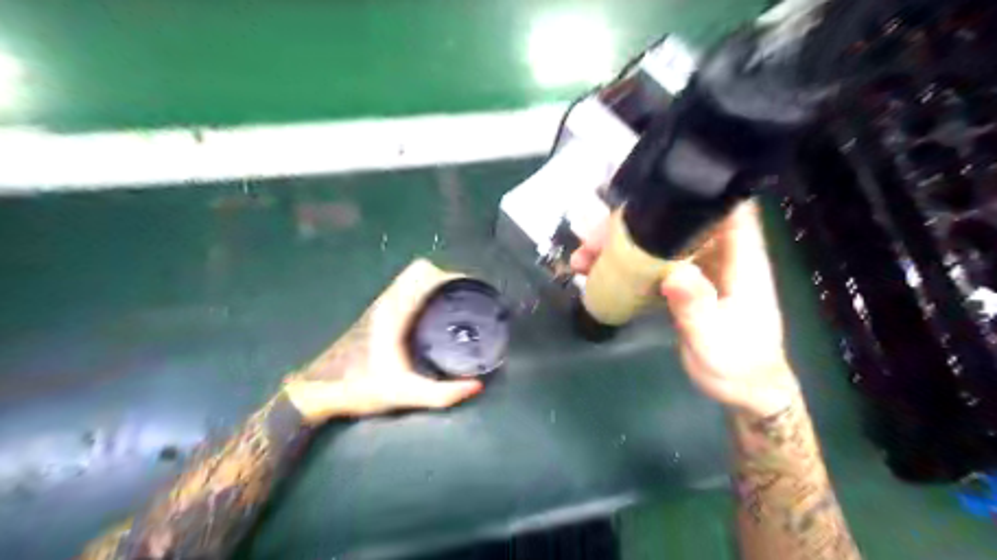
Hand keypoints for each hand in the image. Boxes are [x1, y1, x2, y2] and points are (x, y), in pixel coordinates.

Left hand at [282, 261, 484, 421]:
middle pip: (420, 270)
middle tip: (466, 297)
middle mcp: (387, 302)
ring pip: (411, 278)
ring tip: (456, 301)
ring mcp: (381, 306)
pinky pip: (406, 290)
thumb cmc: (361, 389)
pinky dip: (423, 291)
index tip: (470, 289)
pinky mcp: (378, 314)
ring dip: (434, 282)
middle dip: (446, 277)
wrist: (321, 391)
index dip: (450, 275)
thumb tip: (476, 386)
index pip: (424, 274)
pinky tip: (434, 313)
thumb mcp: (404, 395)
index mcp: (394, 312)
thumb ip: (441, 394)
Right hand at [573, 202, 799, 415]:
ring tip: (583, 256)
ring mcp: (698, 270)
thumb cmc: (739, 364)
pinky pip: (651, 265)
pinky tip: (596, 272)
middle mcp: (718, 256)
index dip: (697, 191)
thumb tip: (674, 274)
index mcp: (740, 260)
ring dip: (621, 244)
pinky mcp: (681, 285)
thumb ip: (697, 307)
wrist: (741, 390)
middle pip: (678, 223)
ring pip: (658, 243)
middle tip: (593, 236)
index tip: (655, 186)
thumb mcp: (716, 340)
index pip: (727, 209)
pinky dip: (625, 265)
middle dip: (636, 223)